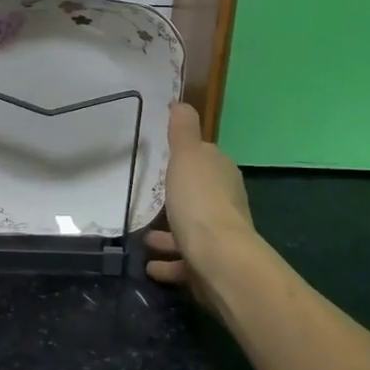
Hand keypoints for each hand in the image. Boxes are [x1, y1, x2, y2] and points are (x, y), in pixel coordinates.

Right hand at [145, 103, 255, 293]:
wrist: (218, 259)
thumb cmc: (199, 202)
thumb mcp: (187, 157)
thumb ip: (182, 131)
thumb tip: (181, 102)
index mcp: (222, 174)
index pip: (207, 159)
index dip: (190, 158)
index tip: (168, 159)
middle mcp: (225, 204)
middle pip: (200, 196)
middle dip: (180, 198)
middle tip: (153, 198)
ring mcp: (219, 238)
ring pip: (191, 231)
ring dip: (169, 234)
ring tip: (144, 238)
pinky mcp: (209, 267)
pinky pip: (184, 262)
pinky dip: (168, 263)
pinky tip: (150, 265)